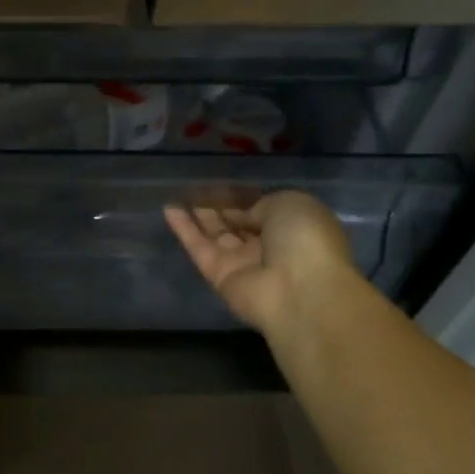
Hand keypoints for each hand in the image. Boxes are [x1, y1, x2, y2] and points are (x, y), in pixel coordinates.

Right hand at [164, 191, 355, 337]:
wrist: (299, 290)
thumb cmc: (304, 239)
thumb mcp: (289, 203)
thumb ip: (260, 205)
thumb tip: (242, 215)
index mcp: (293, 228)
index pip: (262, 210)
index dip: (241, 197)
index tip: (221, 183)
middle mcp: (268, 247)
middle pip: (237, 223)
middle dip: (219, 206)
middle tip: (195, 187)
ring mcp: (242, 264)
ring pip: (216, 235)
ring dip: (199, 215)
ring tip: (179, 194)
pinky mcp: (219, 277)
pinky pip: (200, 248)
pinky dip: (185, 230)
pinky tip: (169, 209)